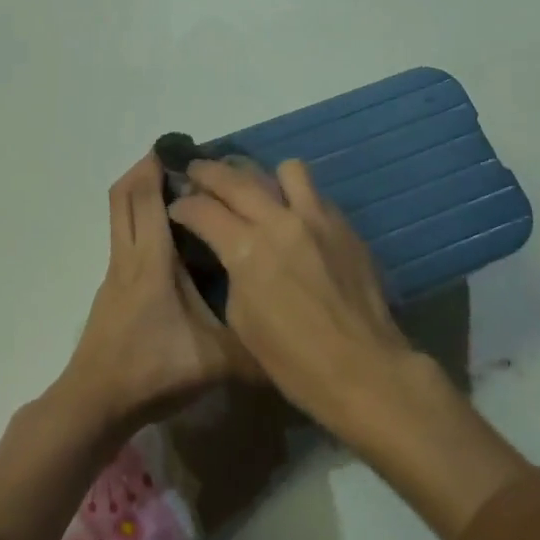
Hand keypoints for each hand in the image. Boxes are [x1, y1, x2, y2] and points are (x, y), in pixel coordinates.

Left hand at [60, 154, 259, 431]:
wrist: (95, 404)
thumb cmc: (152, 372)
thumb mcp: (215, 362)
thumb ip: (257, 349)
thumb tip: (297, 341)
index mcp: (153, 261)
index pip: (148, 198)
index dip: (158, 168)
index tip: (183, 150)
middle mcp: (129, 256)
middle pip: (124, 195)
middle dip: (145, 169)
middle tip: (178, 160)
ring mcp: (115, 273)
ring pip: (120, 216)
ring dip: (140, 194)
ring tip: (177, 192)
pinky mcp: (112, 290)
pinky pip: (124, 237)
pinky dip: (139, 221)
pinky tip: (168, 241)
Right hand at [168, 158, 413, 437]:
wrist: (363, 369)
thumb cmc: (293, 360)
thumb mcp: (242, 320)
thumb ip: (233, 273)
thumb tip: (232, 253)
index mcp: (248, 249)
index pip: (203, 210)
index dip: (183, 205)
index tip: (176, 205)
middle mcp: (281, 221)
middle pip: (236, 178)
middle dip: (209, 172)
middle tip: (196, 171)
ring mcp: (318, 218)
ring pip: (286, 170)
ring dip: (264, 177)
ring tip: (258, 192)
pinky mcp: (345, 225)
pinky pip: (316, 195)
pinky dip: (298, 199)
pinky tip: (294, 220)